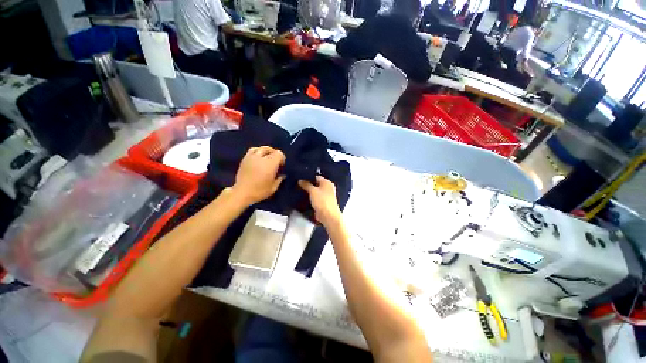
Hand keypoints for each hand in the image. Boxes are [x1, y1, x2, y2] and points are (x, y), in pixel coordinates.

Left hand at [232, 146, 285, 205]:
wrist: (242, 193)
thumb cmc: (260, 191)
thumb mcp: (273, 188)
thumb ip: (279, 180)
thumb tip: (282, 175)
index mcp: (270, 164)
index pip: (279, 154)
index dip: (282, 159)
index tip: (281, 166)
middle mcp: (261, 158)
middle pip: (271, 150)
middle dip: (275, 154)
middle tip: (275, 162)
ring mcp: (252, 157)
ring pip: (261, 148)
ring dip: (266, 151)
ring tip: (267, 157)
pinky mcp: (245, 159)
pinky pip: (252, 150)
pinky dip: (257, 151)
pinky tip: (258, 158)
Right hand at [299, 176, 341, 226]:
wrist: (328, 216)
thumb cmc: (322, 201)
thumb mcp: (313, 191)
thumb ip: (306, 185)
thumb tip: (300, 180)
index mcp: (327, 183)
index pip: (316, 177)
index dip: (308, 177)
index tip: (299, 178)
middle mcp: (328, 188)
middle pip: (316, 184)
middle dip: (308, 184)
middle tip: (297, 183)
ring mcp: (326, 196)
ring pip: (315, 191)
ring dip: (309, 191)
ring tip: (299, 189)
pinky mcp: (323, 203)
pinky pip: (316, 198)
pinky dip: (311, 197)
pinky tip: (303, 197)